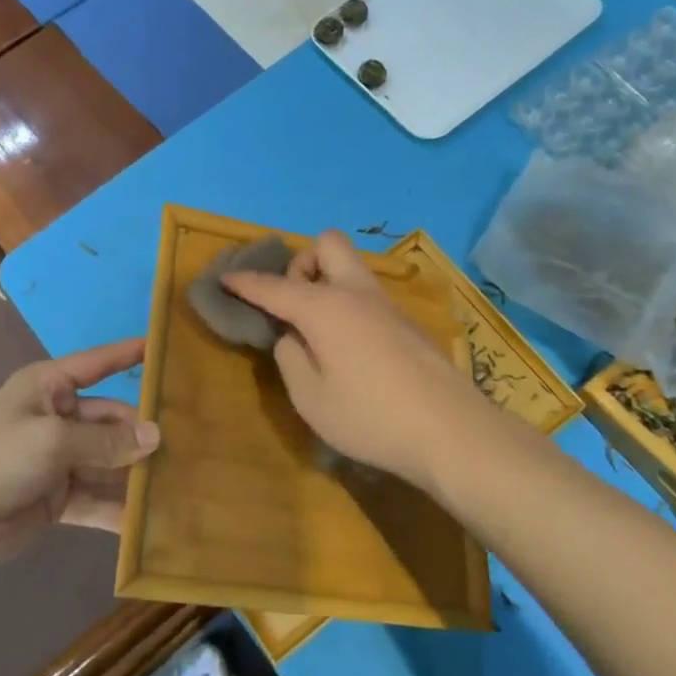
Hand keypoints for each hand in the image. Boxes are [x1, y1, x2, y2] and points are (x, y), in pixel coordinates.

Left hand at [0, 339, 158, 569]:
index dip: (127, 354)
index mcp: (50, 387)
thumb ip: (107, 441)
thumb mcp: (54, 440)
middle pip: (110, 420)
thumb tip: (157, 436)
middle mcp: (57, 417)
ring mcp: (58, 459)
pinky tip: (150, 521)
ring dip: (136, 472)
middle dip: (142, 432)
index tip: (164, 348)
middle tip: (189, 442)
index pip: (97, 363)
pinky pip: (96, 498)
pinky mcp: (57, 498)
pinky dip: (118, 508)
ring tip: (181, 480)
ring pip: (108, 460)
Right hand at [224, 232, 496, 491]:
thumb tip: (293, 335)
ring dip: (326, 282)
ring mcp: (386, 305)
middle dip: (302, 263)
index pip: (273, 286)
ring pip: (350, 267)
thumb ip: (290, 357)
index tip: (224, 278)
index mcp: (324, 307)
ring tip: (316, 329)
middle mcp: (355, 293)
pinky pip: (366, 294)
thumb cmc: (370, 417)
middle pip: (327, 245)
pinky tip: (348, 346)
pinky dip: (347, 303)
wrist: (451, 430)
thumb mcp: (311, 398)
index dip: (245, 282)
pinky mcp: (406, 323)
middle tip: (293, 304)